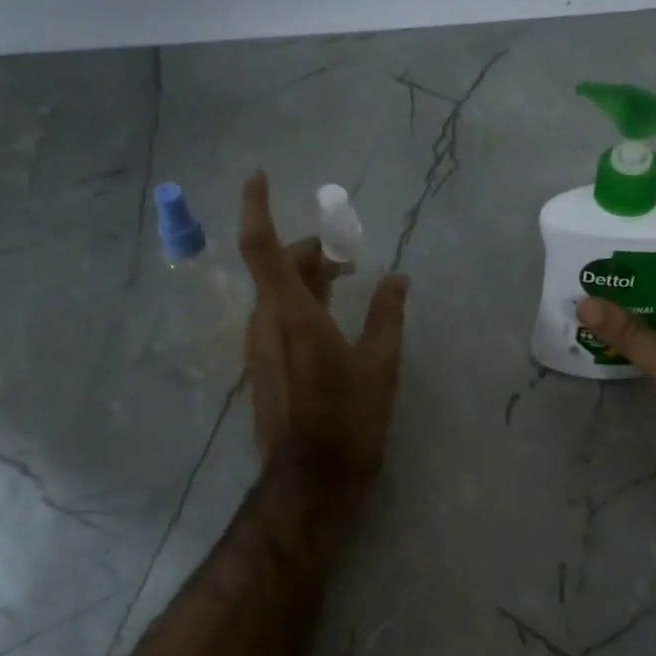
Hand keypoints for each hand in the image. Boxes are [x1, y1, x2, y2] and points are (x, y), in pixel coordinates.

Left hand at [239, 172, 408, 490]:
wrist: (311, 479)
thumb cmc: (349, 419)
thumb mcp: (380, 365)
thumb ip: (387, 315)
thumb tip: (398, 279)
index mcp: (291, 315)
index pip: (263, 247)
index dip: (257, 207)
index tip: (260, 175)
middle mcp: (265, 323)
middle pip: (277, 268)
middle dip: (309, 252)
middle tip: (349, 257)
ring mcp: (259, 347)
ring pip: (276, 294)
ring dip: (307, 280)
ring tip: (347, 286)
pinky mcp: (263, 367)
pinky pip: (277, 318)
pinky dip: (302, 304)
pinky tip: (332, 321)